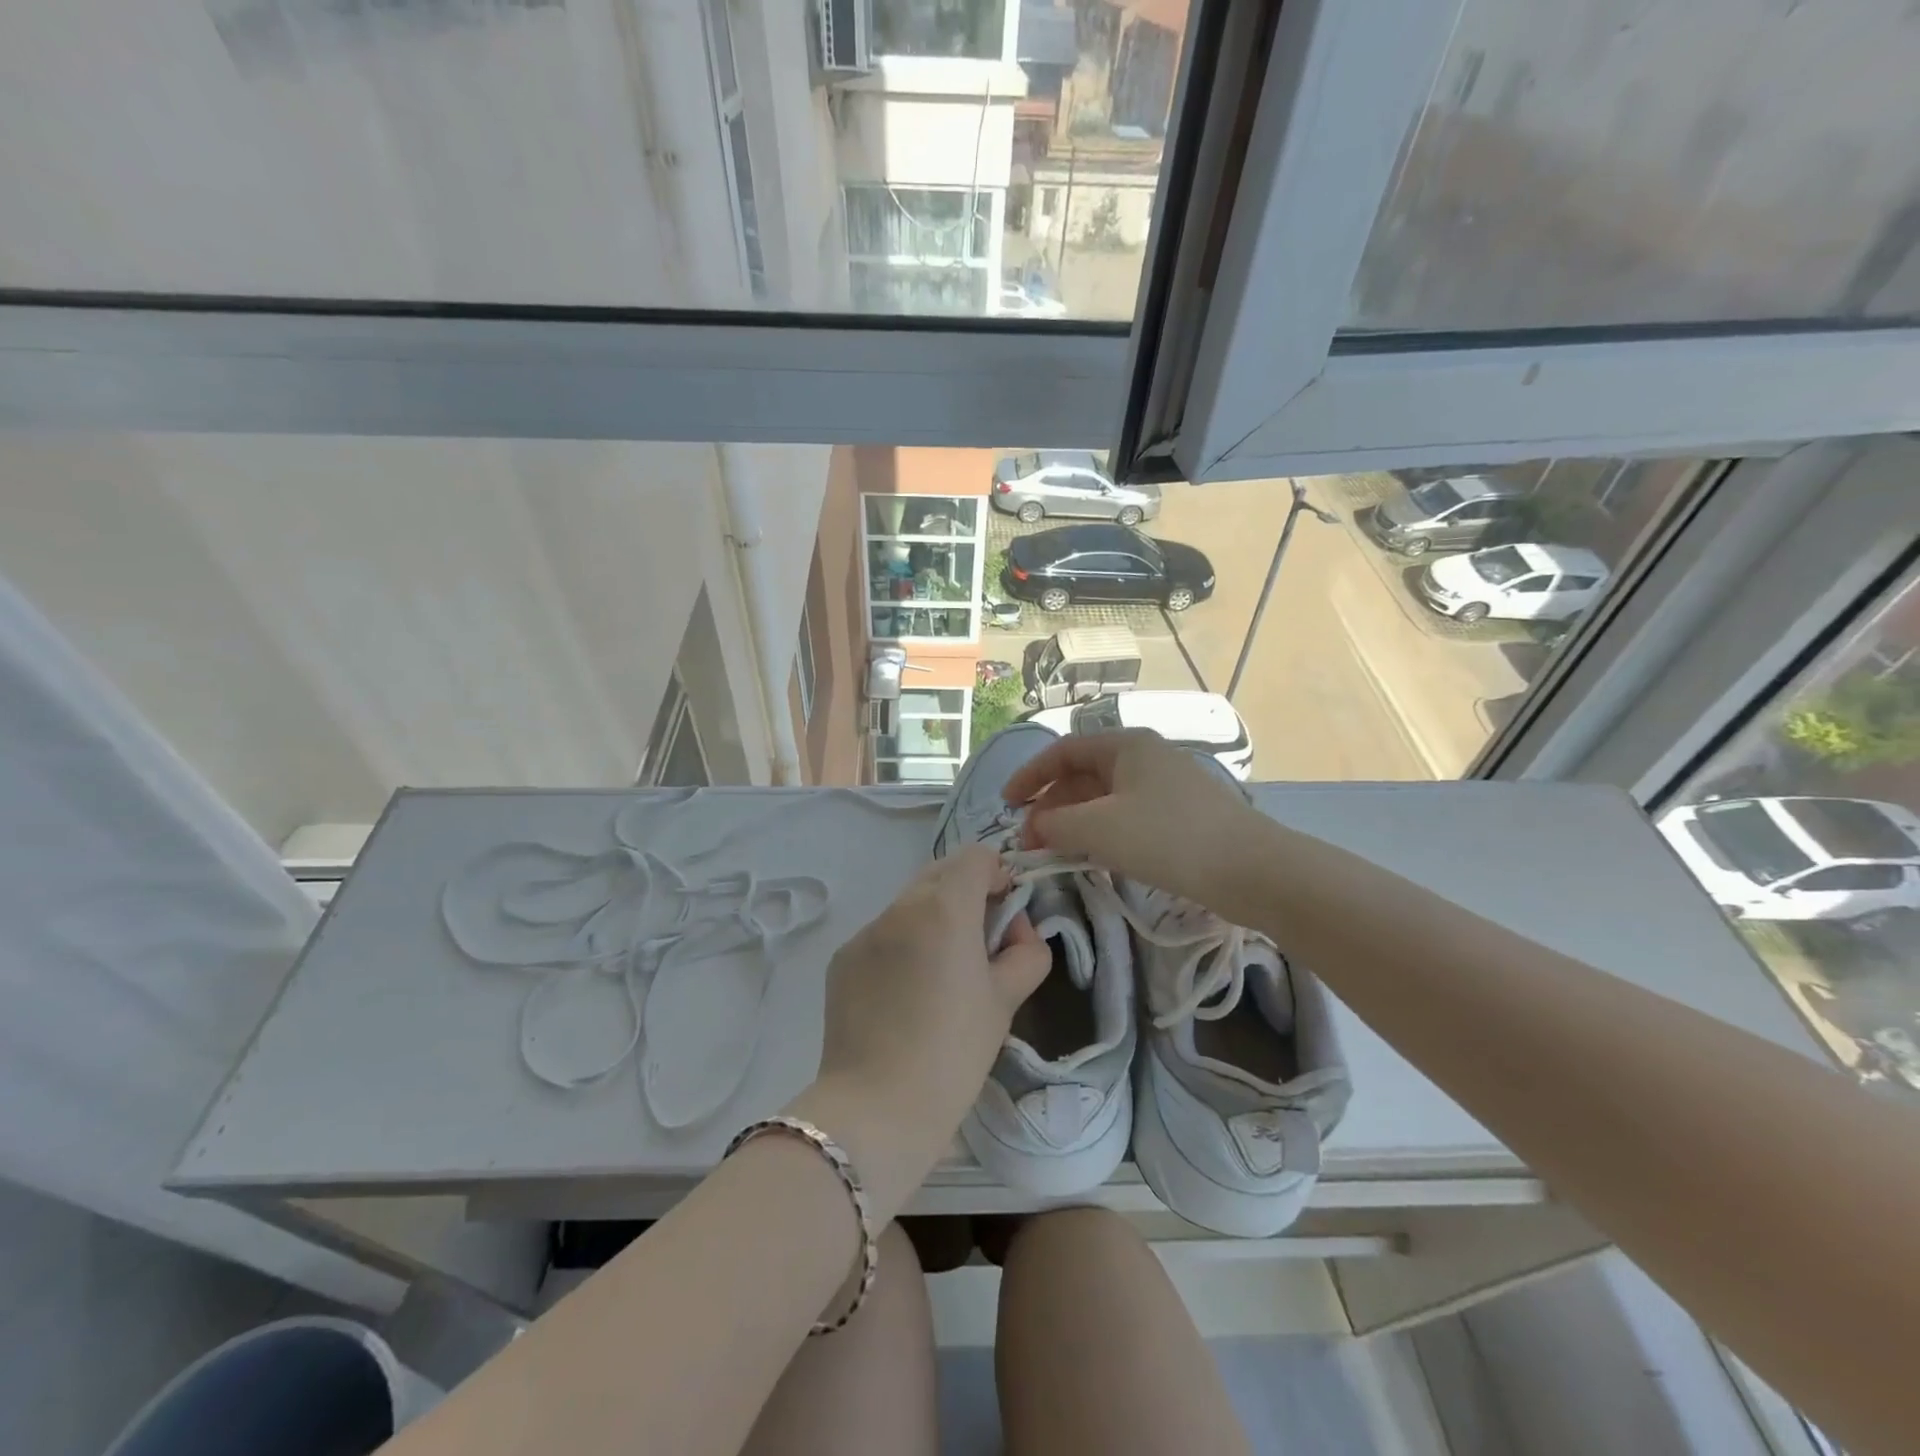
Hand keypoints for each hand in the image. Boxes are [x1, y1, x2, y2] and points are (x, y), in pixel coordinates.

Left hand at [791, 845, 1049, 1220]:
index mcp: (944, 907)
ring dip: (934, 919)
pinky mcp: (843, 959)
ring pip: (910, 903)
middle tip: (982, 944)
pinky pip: (883, 934)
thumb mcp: (1006, 1001)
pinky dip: (903, 944)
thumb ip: (1026, 952)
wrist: (876, 1108)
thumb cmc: (953, 1051)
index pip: (976, 856)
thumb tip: (1018, 933)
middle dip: (967, 894)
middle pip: (941, 873)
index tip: (1006, 916)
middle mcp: (900, 906)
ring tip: (943, 974)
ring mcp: (866, 931)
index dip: (999, 876)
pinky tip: (906, 994)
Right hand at [1002, 728, 1270, 915]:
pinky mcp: (1179, 816)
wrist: (1251, 870)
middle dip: (1051, 805)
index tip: (1006, 805)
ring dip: (1074, 822)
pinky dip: (1100, 832)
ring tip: (1054, 852)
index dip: (1029, 776)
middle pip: (1083, 775)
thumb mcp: (1099, 828)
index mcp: (1125, 745)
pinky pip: (1125, 816)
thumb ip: (1055, 823)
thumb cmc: (1168, 838)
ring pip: (1104, 798)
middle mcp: (1145, 757)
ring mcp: (1165, 786)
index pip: (1063, 751)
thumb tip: (1035, 826)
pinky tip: (1092, 856)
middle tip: (1030, 841)